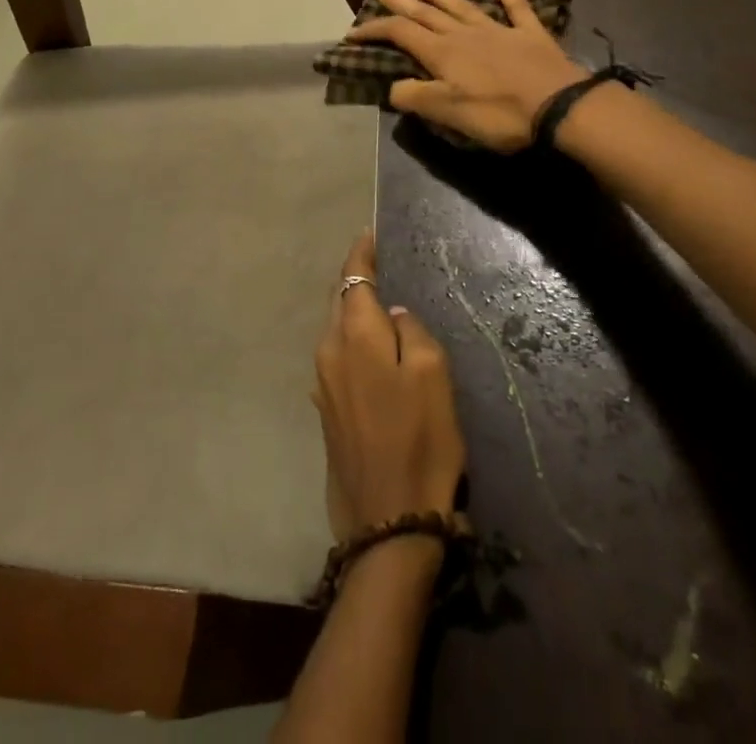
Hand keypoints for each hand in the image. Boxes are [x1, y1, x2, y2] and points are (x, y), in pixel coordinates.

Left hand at [315, 234, 465, 538]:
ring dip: (353, 311)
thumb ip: (410, 331)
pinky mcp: (327, 411)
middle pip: (339, 301)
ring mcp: (323, 384)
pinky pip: (337, 357)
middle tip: (379, 263)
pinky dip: (351, 340)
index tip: (370, 233)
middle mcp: (328, 352)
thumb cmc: (420, 439)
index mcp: (354, 335)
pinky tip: (371, 348)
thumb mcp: (432, 374)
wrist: (389, 521)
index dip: (361, 252)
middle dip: (355, 279)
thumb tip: (392, 313)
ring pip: (335, 329)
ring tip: (378, 302)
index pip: (353, 278)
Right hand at [347, 0, 586, 152]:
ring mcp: (499, 30)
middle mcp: (465, 34)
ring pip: (462, 6)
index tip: (353, 33)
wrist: (559, 107)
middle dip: (400, 0)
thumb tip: (393, 87)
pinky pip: (515, 7)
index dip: (375, 30)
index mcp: (443, 53)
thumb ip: (416, 97)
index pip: (400, 34)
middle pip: (426, 13)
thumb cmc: (499, 114)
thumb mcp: (448, 113)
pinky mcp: (530, 35)